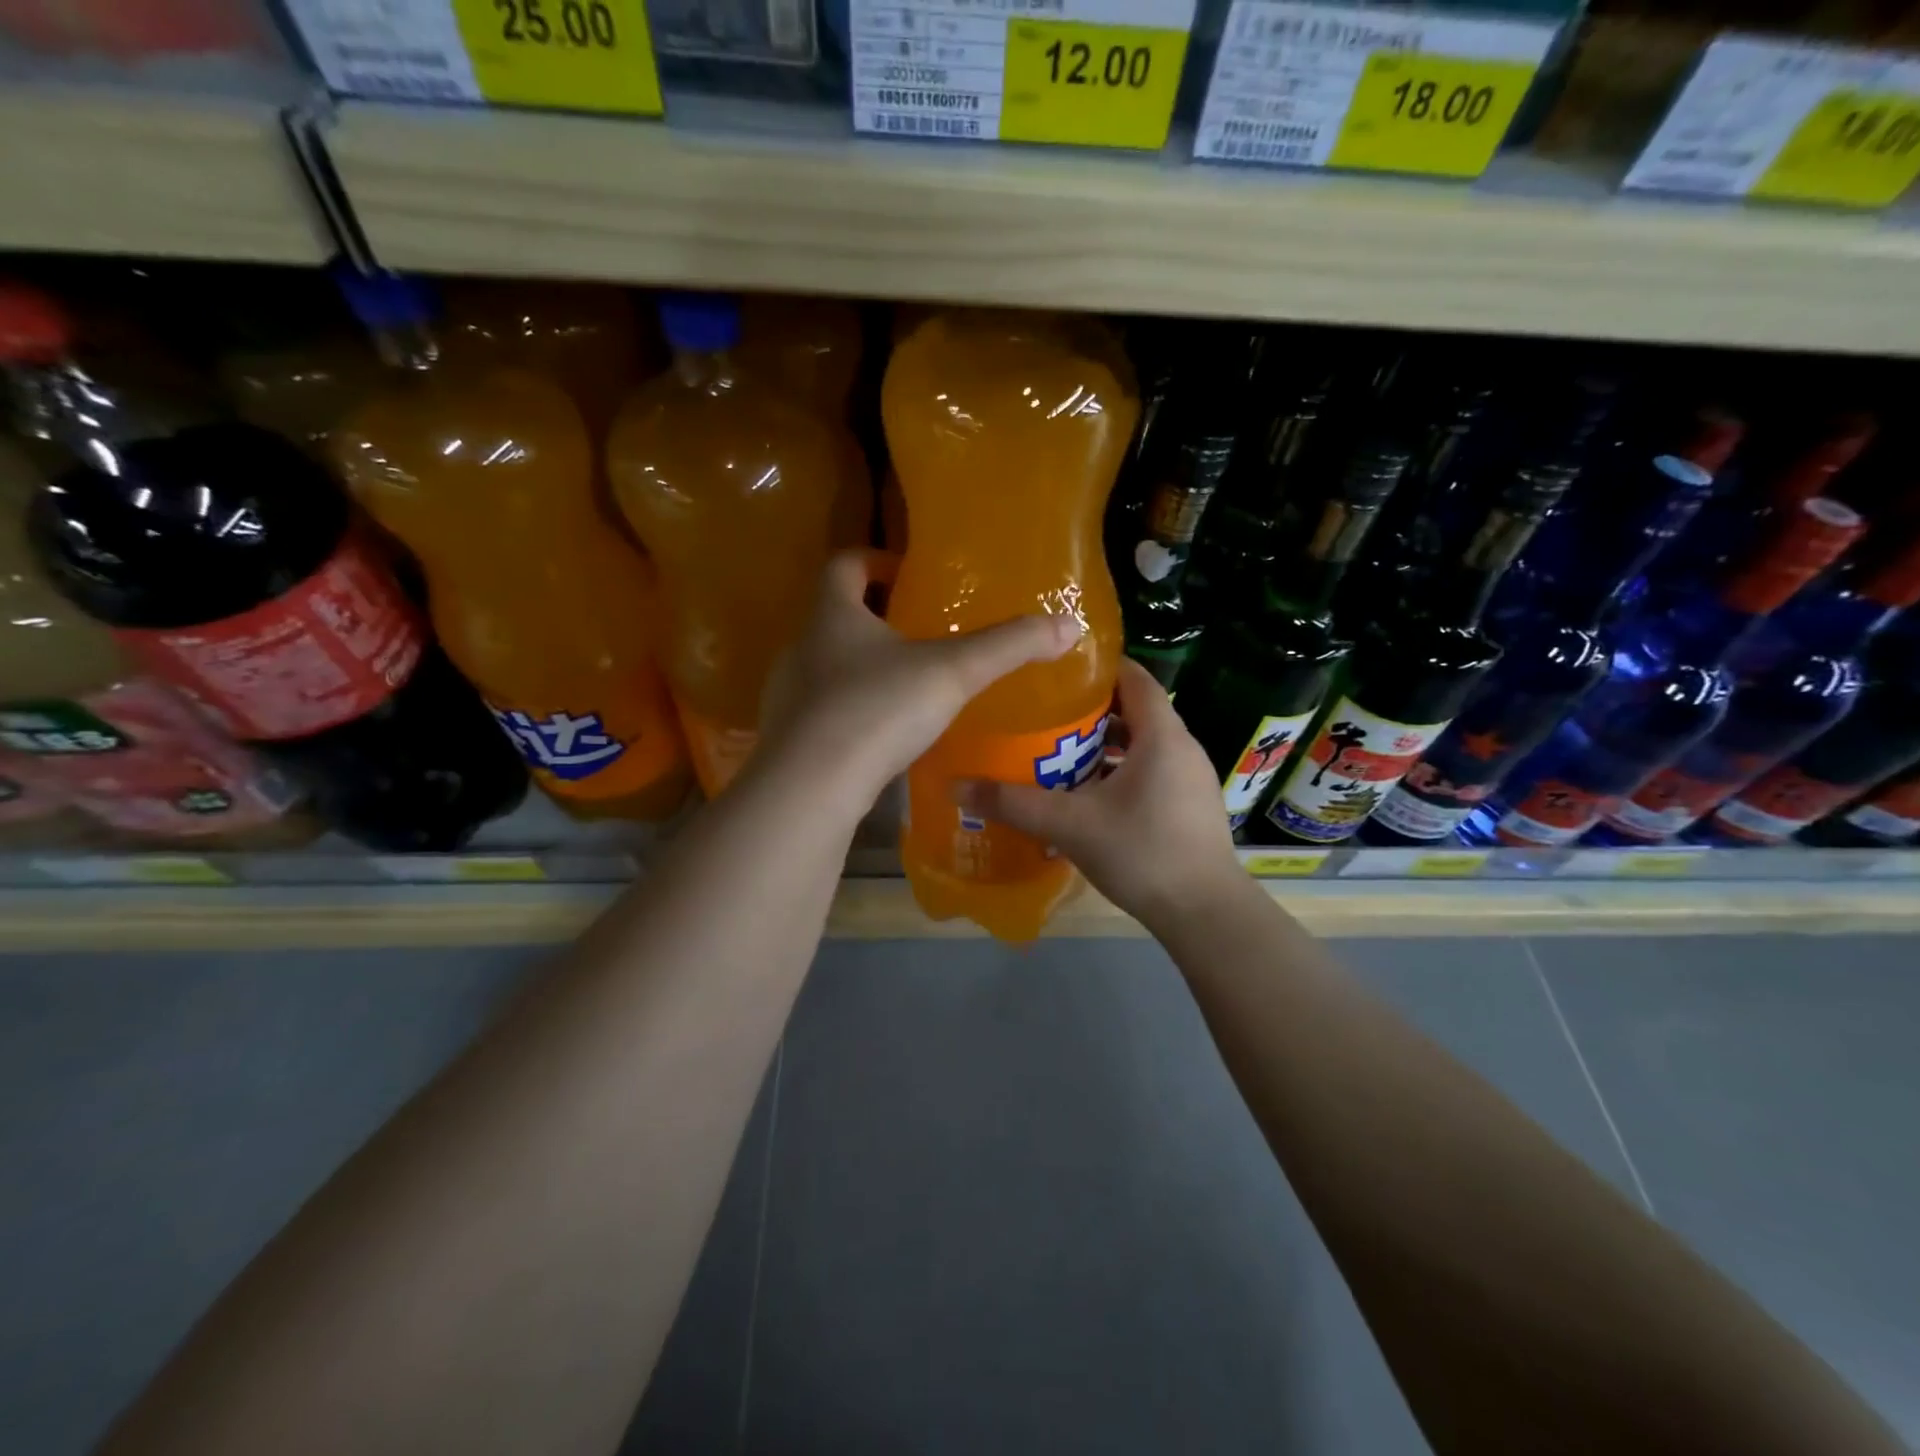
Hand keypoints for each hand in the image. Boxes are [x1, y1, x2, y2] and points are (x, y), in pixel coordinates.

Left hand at [759, 550, 1080, 807]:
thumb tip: (1069, 625)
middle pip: (832, 616)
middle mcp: (801, 648)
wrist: (810, 789)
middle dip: (872, 617)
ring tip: (905, 686)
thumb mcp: (952, 673)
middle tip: (916, 631)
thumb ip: (1008, 647)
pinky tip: (881, 737)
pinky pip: (821, 713)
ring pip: (825, 668)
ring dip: (860, 668)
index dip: (872, 560)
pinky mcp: (788, 739)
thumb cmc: (877, 711)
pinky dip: (850, 713)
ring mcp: (787, 696)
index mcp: (832, 616)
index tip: (904, 572)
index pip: (843, 565)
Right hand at [955, 657, 1242, 929]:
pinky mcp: (1190, 806)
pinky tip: (1088, 796)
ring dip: (1104, 745)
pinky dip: (1120, 771)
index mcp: (1162, 735)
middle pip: (1135, 710)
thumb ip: (1014, 803)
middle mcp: (1182, 747)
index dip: (1098, 667)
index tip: (1057, 669)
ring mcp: (1190, 778)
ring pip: (1143, 744)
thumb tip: (956, 786)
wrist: (1204, 914)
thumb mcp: (1070, 825)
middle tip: (1045, 714)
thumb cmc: (1142, 853)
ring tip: (1058, 752)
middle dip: (1090, 709)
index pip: (1134, 677)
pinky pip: (1152, 771)